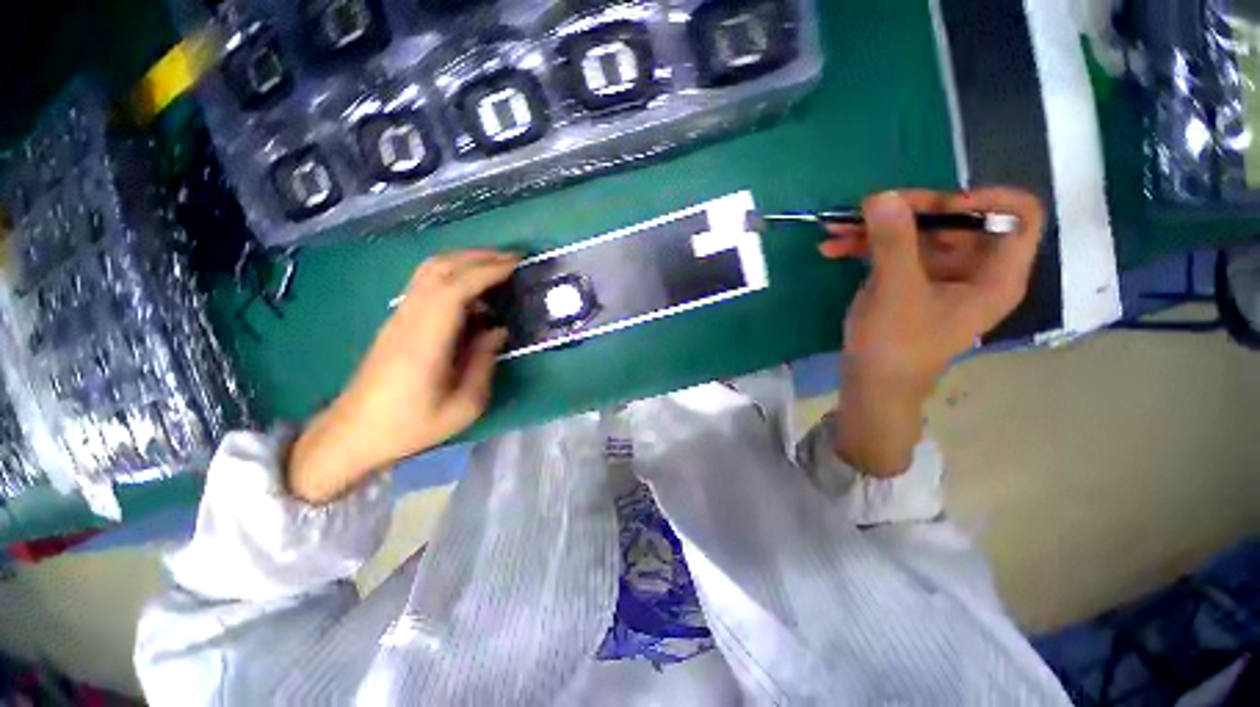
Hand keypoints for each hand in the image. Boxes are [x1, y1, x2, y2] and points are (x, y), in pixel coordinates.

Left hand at [287, 250, 517, 503]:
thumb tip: (498, 330)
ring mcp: (399, 316)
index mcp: (425, 340)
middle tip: (514, 258)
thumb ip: (485, 362)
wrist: (354, 432)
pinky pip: (426, 283)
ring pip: (429, 270)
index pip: (454, 288)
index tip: (517, 266)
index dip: (487, 271)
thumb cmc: (411, 425)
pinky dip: (453, 273)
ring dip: (465, 260)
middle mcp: (409, 318)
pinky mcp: (397, 320)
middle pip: (440, 268)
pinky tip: (473, 289)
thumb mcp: (464, 406)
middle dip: (480, 257)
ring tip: (497, 265)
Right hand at [821, 188, 1044, 475]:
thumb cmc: (896, 344)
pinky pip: (894, 253)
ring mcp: (938, 276)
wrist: (871, 384)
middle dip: (908, 212)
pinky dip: (865, 248)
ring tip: (835, 228)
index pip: (1019, 215)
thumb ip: (893, 240)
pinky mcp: (909, 283)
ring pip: (916, 235)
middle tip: (868, 209)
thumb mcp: (896, 290)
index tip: (939, 207)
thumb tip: (882, 195)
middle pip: (956, 220)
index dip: (986, 199)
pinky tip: (832, 248)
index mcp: (995, 274)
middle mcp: (973, 269)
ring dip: (875, 229)